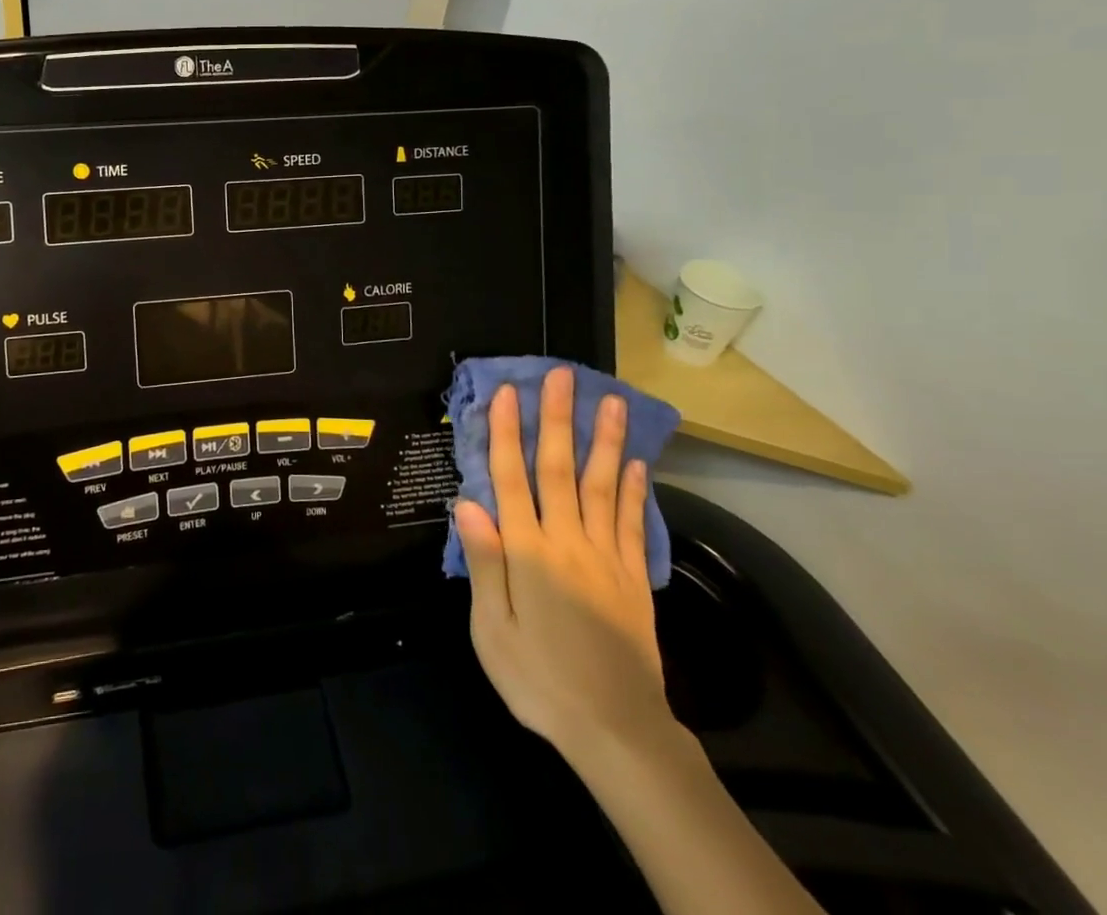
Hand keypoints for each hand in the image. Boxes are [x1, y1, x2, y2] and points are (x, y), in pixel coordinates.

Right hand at [454, 368, 671, 760]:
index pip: (514, 479)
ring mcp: (607, 557)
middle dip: (559, 419)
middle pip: (561, 469)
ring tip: (611, 401)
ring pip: (605, 486)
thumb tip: (468, 500)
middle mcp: (568, 542)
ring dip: (606, 441)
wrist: (616, 731)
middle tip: (562, 376)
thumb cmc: (539, 679)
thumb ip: (484, 561)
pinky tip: (637, 462)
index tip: (509, 392)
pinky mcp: (634, 578)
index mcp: (528, 552)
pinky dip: (636, 490)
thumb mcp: (491, 629)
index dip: (509, 433)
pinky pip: (635, 524)